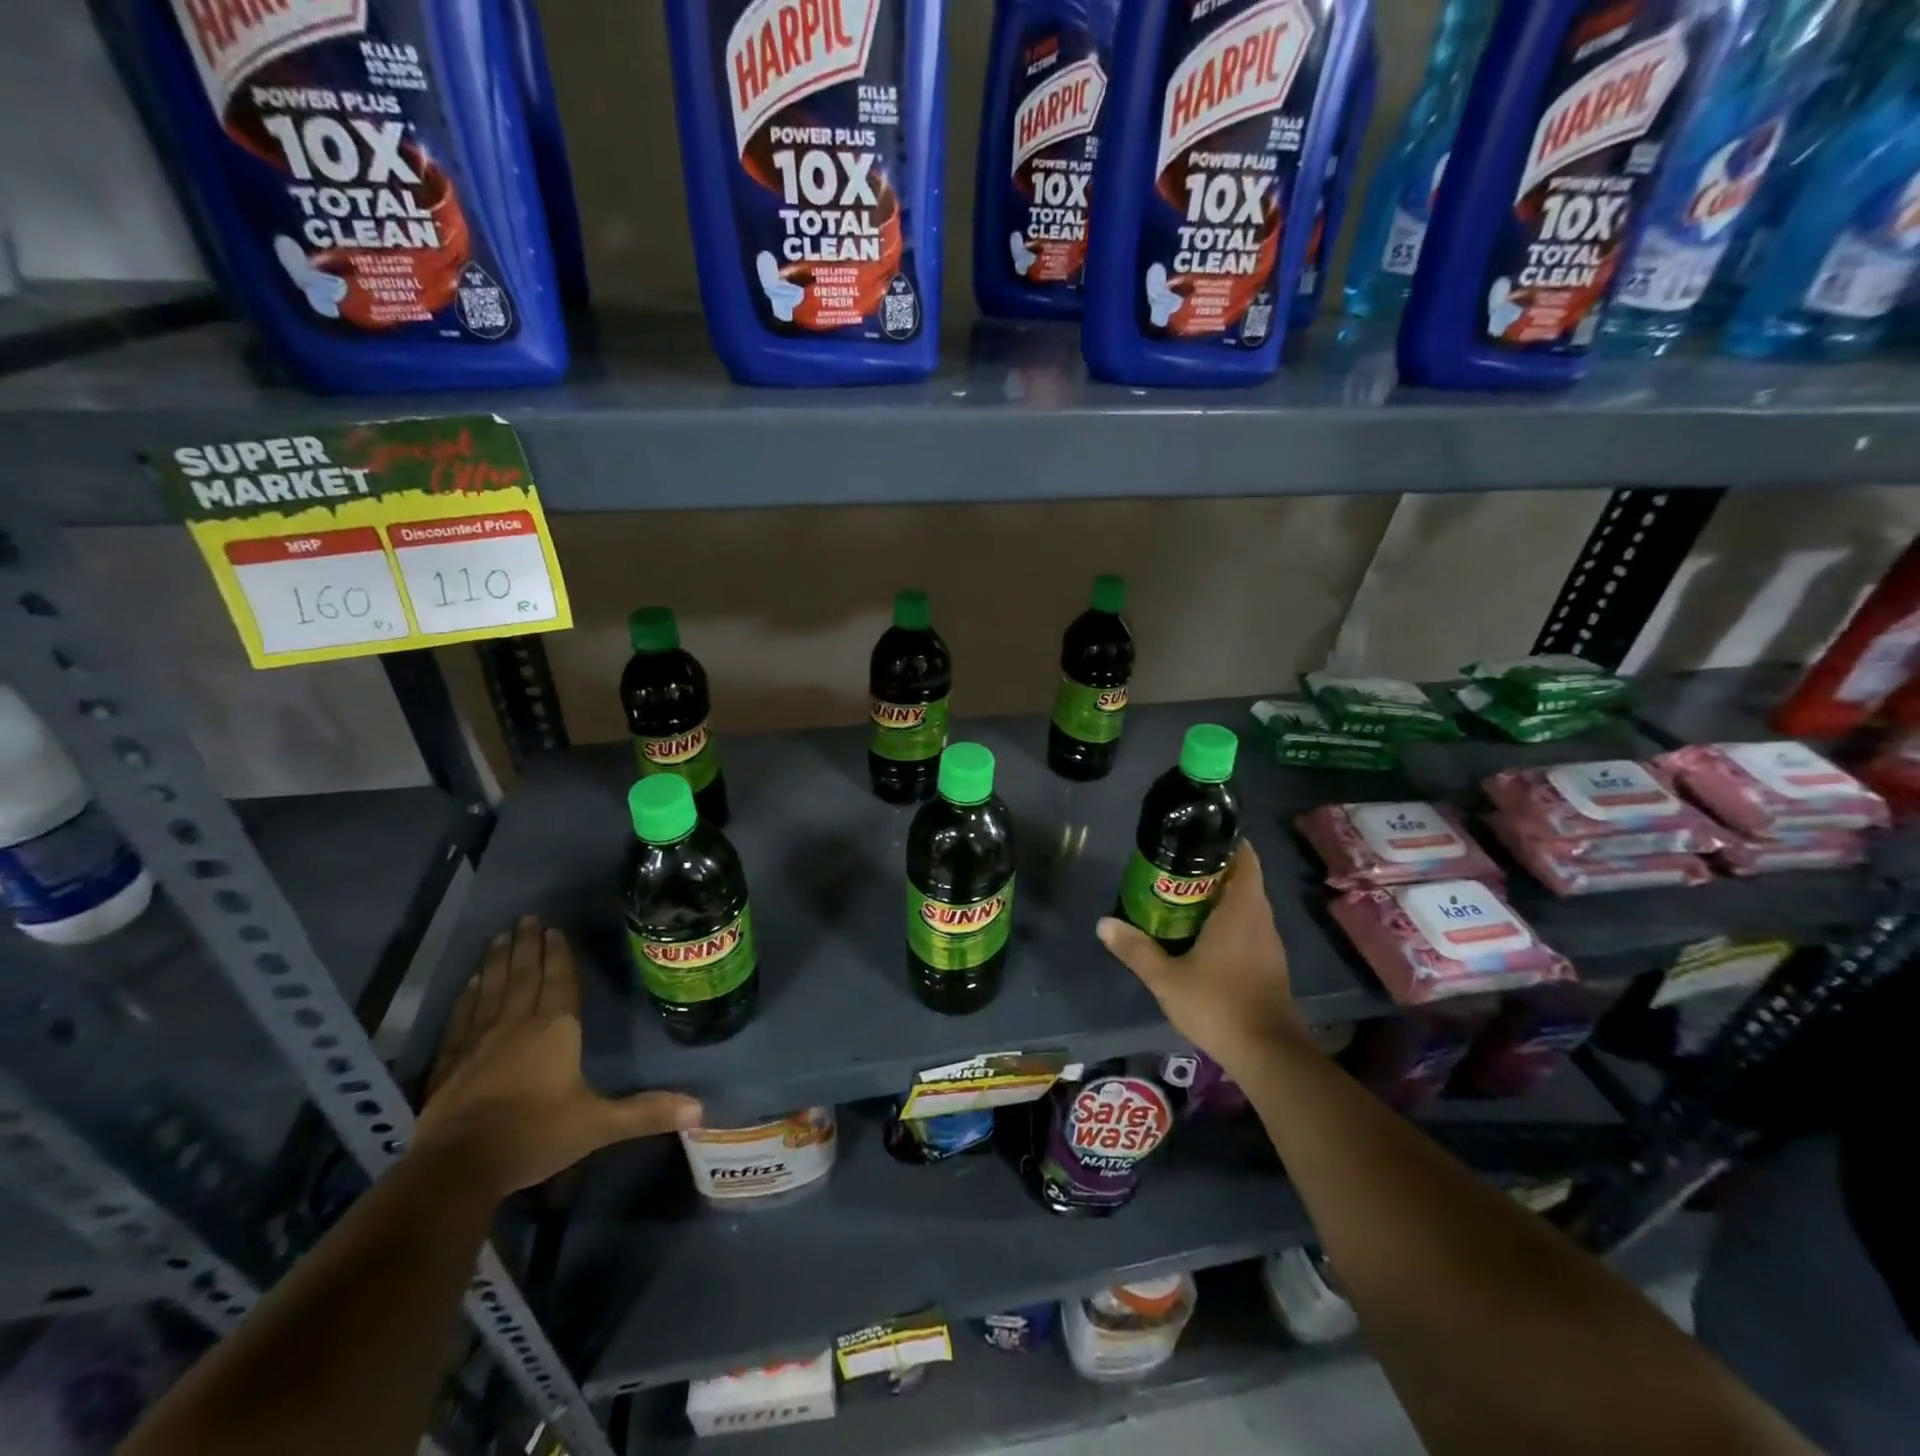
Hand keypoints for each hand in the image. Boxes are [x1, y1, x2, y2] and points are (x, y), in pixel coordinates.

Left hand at [413, 917, 700, 1198]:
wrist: (457, 1169)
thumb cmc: (534, 1136)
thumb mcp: (598, 1125)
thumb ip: (646, 1112)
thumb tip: (701, 1110)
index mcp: (555, 1030)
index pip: (559, 982)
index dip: (559, 956)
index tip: (554, 929)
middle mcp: (517, 1025)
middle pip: (525, 976)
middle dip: (528, 946)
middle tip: (527, 917)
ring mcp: (478, 1041)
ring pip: (492, 989)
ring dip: (498, 961)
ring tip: (501, 936)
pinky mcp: (449, 1063)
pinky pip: (461, 1018)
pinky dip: (467, 997)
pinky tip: (469, 984)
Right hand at [1097, 842, 1306, 1075]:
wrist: (1268, 1054)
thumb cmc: (1218, 1004)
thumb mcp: (1166, 978)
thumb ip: (1136, 949)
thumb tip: (1103, 923)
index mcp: (1241, 909)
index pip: (1245, 858)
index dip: (1224, 842)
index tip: (1195, 837)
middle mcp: (1260, 918)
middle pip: (1241, 879)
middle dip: (1211, 870)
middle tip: (1172, 867)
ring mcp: (1268, 942)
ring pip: (1246, 904)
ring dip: (1218, 896)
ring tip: (1179, 896)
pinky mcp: (1269, 963)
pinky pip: (1248, 926)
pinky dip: (1227, 920)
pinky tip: (1200, 933)